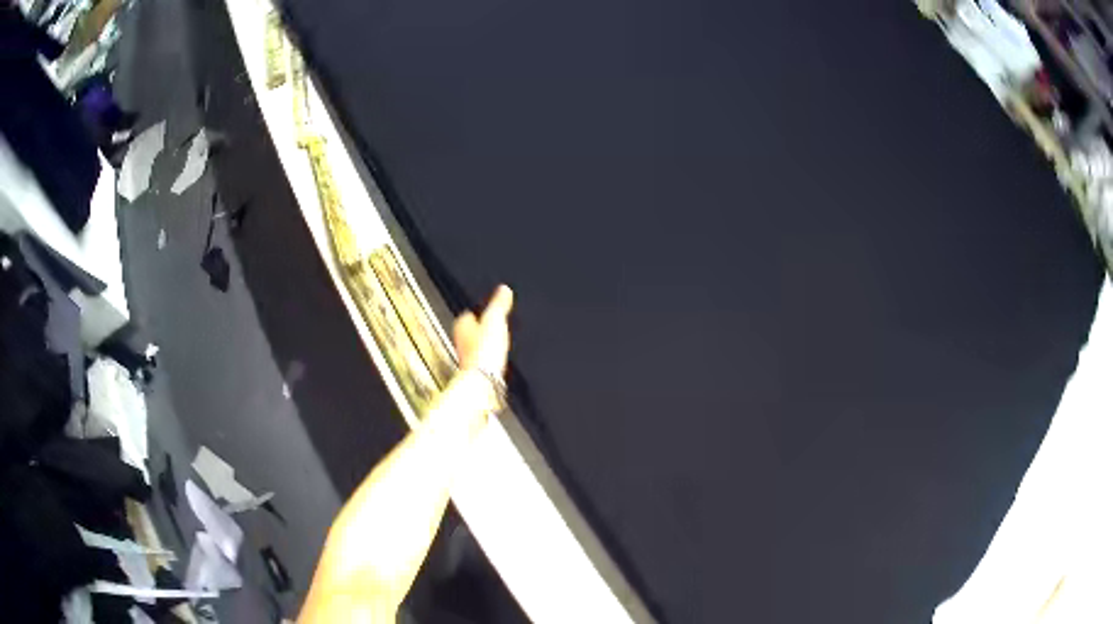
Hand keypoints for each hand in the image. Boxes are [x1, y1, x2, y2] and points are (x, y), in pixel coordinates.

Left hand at [453, 285, 513, 376]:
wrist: (483, 377)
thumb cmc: (484, 349)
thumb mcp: (495, 318)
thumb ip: (499, 303)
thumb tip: (504, 289)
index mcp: (462, 323)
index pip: (469, 312)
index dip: (480, 312)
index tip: (488, 311)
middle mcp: (460, 339)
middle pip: (471, 329)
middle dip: (481, 327)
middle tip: (492, 326)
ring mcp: (466, 355)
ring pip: (475, 344)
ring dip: (485, 342)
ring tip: (496, 341)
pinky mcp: (474, 368)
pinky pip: (482, 358)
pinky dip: (488, 356)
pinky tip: (496, 357)